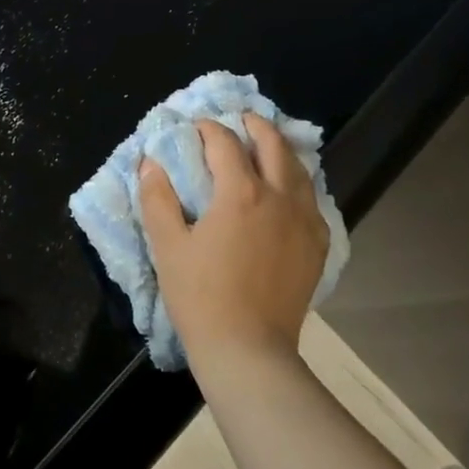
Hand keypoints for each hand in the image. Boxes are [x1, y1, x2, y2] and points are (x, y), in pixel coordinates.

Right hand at [139, 113, 328, 368]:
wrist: (248, 349)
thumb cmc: (201, 296)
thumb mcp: (168, 246)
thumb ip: (157, 199)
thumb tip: (150, 163)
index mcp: (240, 192)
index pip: (225, 143)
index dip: (209, 128)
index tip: (196, 127)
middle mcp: (279, 196)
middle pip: (272, 145)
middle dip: (255, 125)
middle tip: (240, 119)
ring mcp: (304, 220)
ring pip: (299, 169)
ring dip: (281, 150)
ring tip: (267, 145)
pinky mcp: (317, 244)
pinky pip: (312, 200)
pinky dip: (299, 183)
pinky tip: (290, 190)